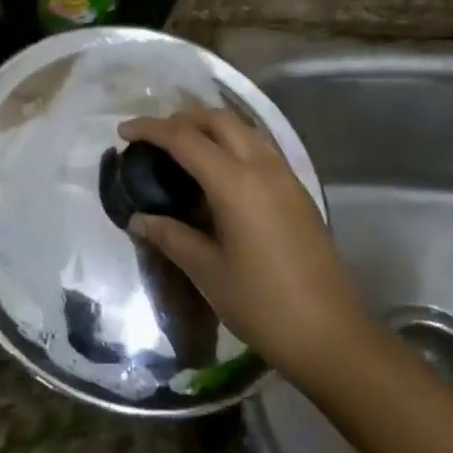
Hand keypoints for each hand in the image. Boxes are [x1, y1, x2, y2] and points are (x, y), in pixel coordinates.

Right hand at [118, 109, 364, 380]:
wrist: (329, 334)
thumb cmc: (262, 304)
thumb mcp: (207, 271)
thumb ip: (171, 236)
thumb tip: (139, 218)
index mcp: (235, 182)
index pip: (185, 139)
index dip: (151, 129)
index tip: (123, 132)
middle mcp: (262, 167)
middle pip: (218, 120)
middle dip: (182, 119)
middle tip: (154, 138)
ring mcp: (285, 176)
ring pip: (244, 129)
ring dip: (210, 128)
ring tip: (183, 148)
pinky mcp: (298, 191)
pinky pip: (260, 148)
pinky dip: (232, 144)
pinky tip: (218, 172)